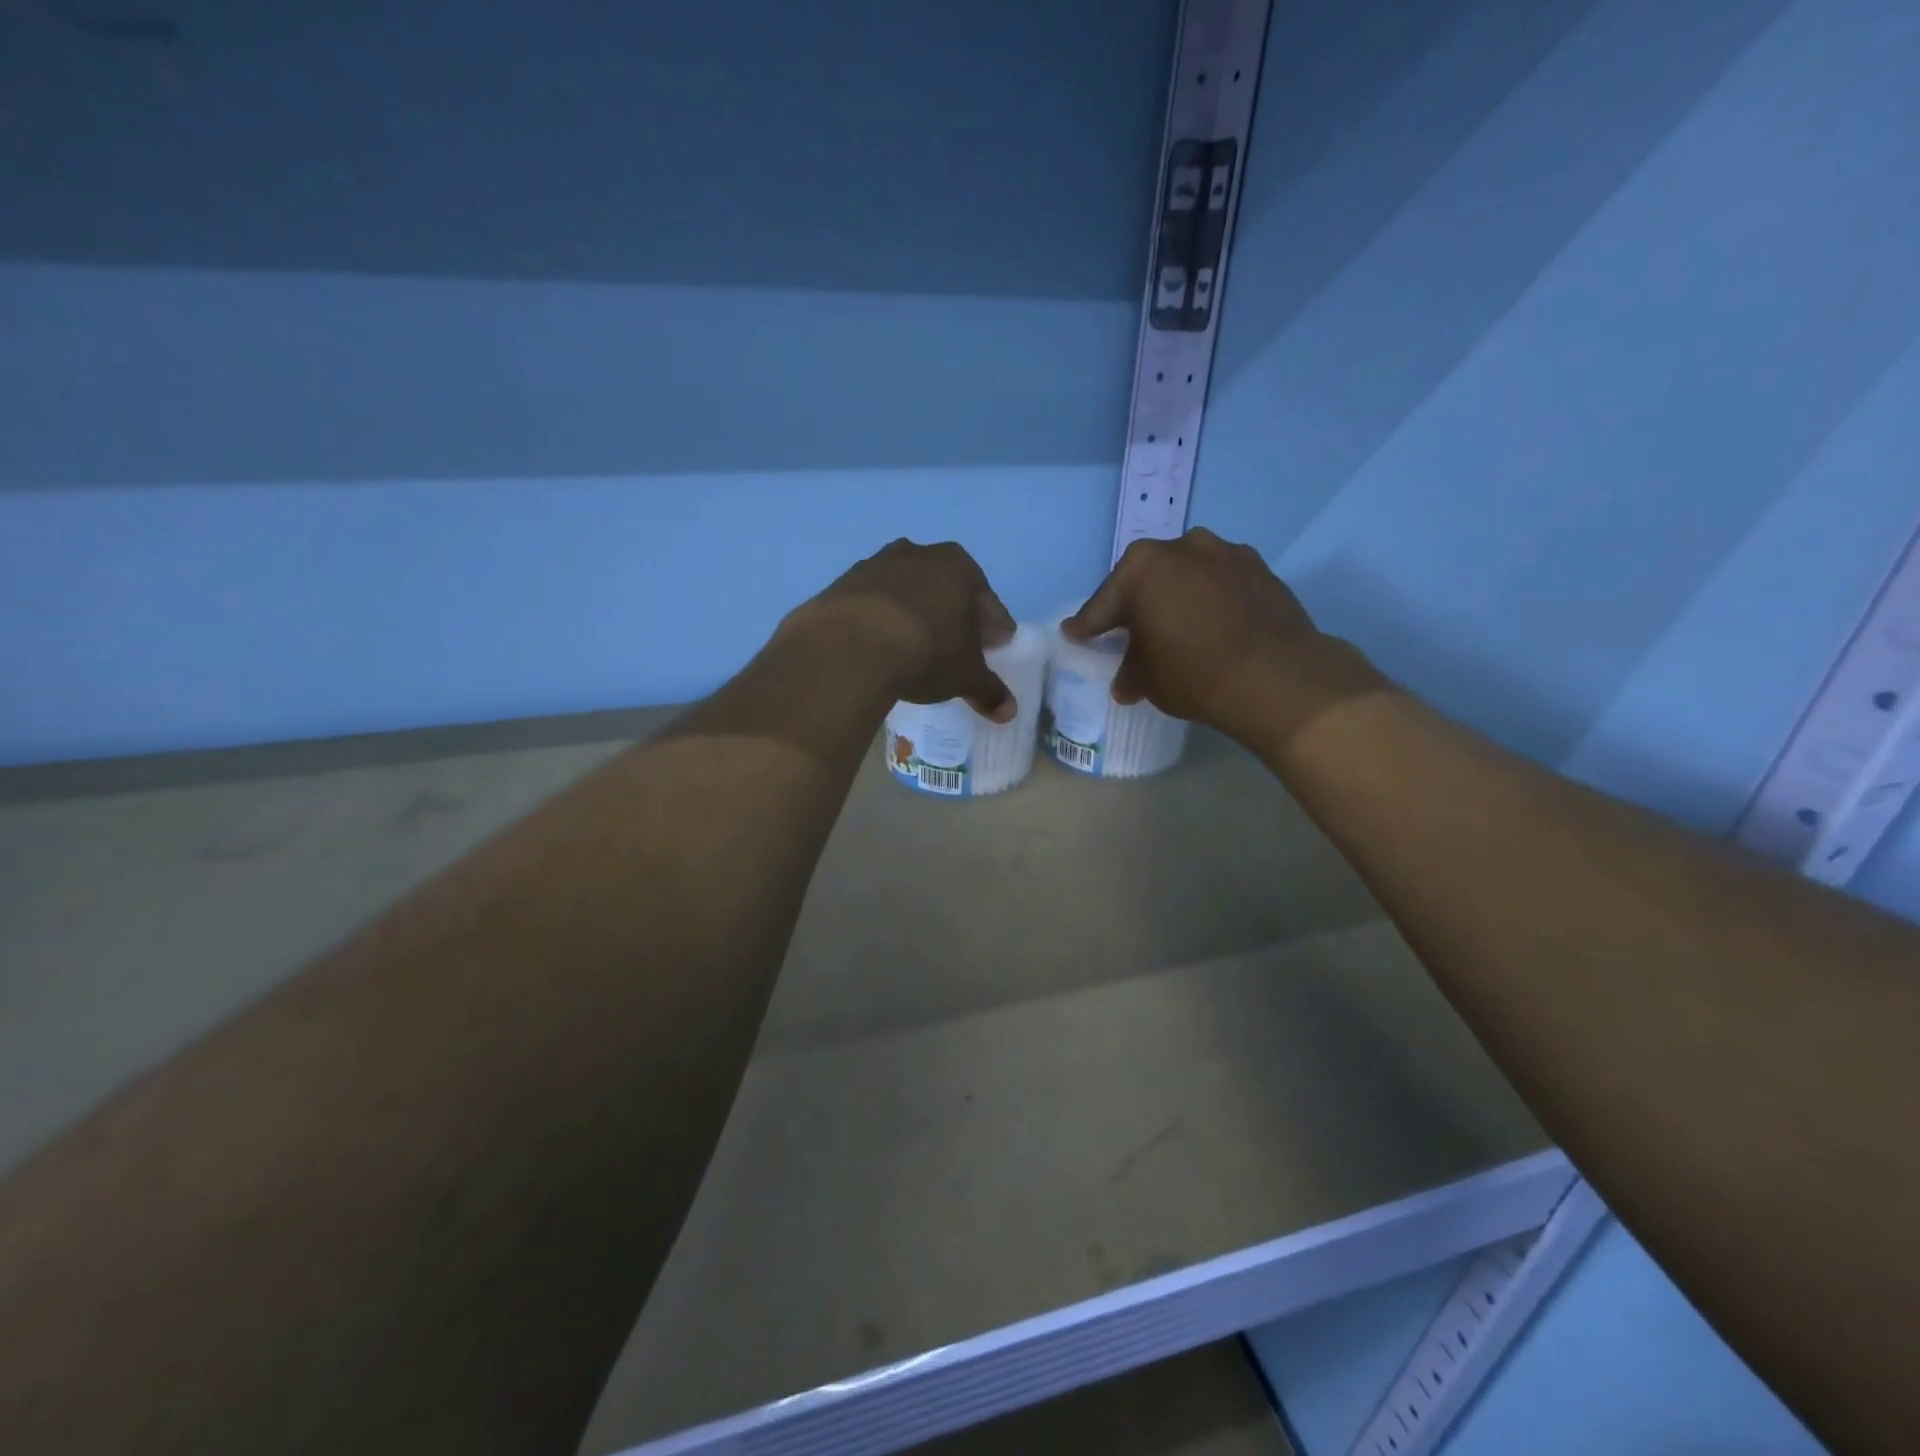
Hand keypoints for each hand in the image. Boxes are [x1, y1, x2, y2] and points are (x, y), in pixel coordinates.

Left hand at [793, 539, 1018, 721]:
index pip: (987, 601)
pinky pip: (870, 605)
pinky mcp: (841, 585)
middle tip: (955, 648)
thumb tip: (1009, 711)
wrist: (850, 647)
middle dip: (953, 616)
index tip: (994, 648)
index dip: (994, 628)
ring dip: (913, 615)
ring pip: (905, 592)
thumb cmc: (926, 652)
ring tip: (912, 649)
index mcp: (958, 567)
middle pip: (945, 589)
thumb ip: (989, 690)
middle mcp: (918, 554)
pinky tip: (877, 648)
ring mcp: (874, 565)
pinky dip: (878, 622)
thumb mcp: (965, 676)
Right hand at [1063, 528, 1386, 750]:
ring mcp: (1226, 553)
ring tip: (1176, 626)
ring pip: (1187, 575)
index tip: (1075, 633)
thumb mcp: (1147, 679)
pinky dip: (1210, 599)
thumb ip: (1131, 670)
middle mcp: (1182, 548)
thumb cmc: (1193, 673)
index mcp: (1142, 568)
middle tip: (1127, 631)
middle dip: (1135, 604)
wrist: (1276, 676)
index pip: (1104, 604)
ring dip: (1177, 596)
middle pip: (1146, 579)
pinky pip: (1220, 583)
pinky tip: (1213, 624)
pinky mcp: (1260, 569)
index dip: (1088, 625)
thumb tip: (1126, 682)